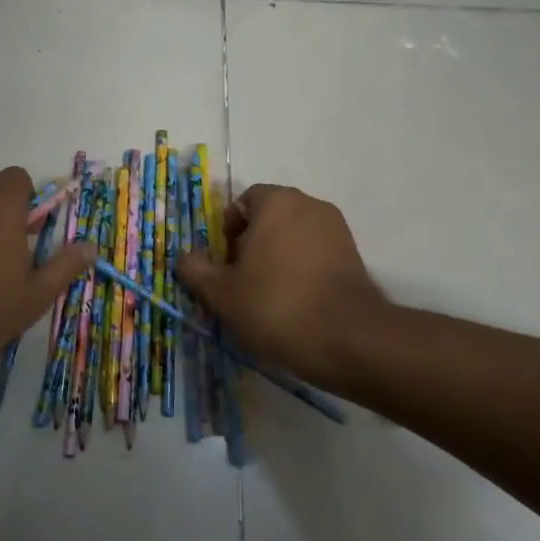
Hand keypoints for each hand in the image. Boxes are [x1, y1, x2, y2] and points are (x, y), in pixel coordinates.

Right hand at [177, 184, 386, 389]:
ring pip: (294, 236)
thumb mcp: (222, 293)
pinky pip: (316, 254)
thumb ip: (196, 270)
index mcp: (277, 203)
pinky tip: (296, 304)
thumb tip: (185, 257)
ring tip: (268, 297)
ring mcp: (337, 230)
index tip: (226, 263)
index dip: (228, 230)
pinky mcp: (354, 256)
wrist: (349, 339)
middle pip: (270, 217)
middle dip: (252, 244)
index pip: (244, 201)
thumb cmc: (276, 306)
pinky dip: (302, 270)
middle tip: (242, 282)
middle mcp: (310, 205)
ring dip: (277, 258)